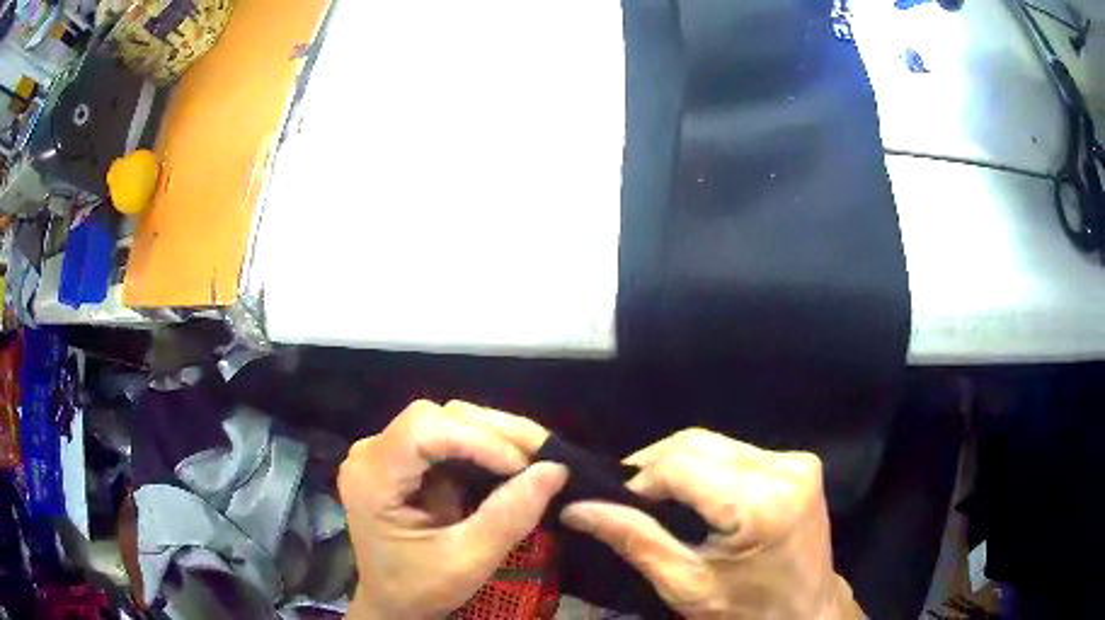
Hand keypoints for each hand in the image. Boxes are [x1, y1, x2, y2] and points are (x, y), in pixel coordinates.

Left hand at [339, 400, 566, 618]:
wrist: (392, 603)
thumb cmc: (420, 587)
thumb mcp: (468, 560)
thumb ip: (509, 516)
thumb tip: (556, 469)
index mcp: (372, 478)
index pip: (423, 430)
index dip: (477, 438)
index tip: (522, 467)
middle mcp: (370, 453)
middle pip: (436, 417)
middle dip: (492, 432)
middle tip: (541, 455)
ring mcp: (384, 453)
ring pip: (444, 420)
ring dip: (492, 435)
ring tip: (532, 457)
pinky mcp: (402, 460)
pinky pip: (446, 437)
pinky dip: (483, 446)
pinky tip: (509, 462)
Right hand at [561, 429, 862, 619]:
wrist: (806, 613)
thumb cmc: (745, 611)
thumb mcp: (685, 585)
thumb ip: (633, 539)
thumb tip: (576, 508)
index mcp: (761, 505)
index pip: (681, 464)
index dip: (638, 478)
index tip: (611, 503)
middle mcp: (785, 469)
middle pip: (697, 443)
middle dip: (654, 467)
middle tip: (626, 497)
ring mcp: (797, 461)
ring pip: (715, 443)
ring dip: (678, 465)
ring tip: (654, 495)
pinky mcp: (800, 462)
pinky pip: (735, 451)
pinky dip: (705, 466)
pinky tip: (692, 492)